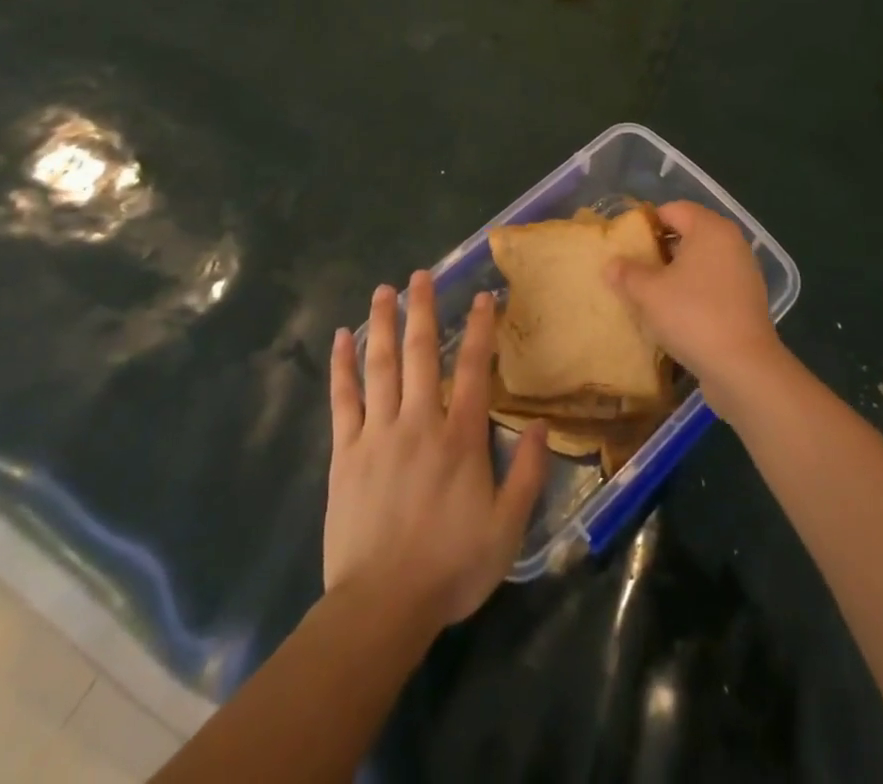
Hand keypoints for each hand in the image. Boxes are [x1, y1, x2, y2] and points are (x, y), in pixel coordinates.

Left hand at [326, 273, 549, 631]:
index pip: (474, 369)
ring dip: (382, 325)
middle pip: (421, 354)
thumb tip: (541, 425)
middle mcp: (419, 422)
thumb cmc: (450, 567)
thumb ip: (528, 474)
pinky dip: (342, 366)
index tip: (482, 296)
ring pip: (381, 366)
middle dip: (422, 310)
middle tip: (420, 275)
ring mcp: (378, 434)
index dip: (480, 329)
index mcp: (460, 438)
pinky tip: (341, 338)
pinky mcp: (346, 453)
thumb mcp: (507, 528)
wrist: (381, 607)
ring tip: (383, 291)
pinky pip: (343, 399)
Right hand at [606, 201, 785, 413]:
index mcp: (710, 228)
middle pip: (688, 233)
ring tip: (649, 292)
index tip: (625, 243)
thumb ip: (627, 273)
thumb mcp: (649, 292)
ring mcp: (743, 271)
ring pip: (701, 261)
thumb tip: (611, 264)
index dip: (646, 223)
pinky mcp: (747, 299)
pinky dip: (694, 291)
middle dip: (659, 249)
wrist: (743, 367)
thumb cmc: (693, 315)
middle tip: (632, 268)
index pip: (673, 210)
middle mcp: (731, 242)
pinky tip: (674, 313)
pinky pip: (713, 284)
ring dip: (676, 272)